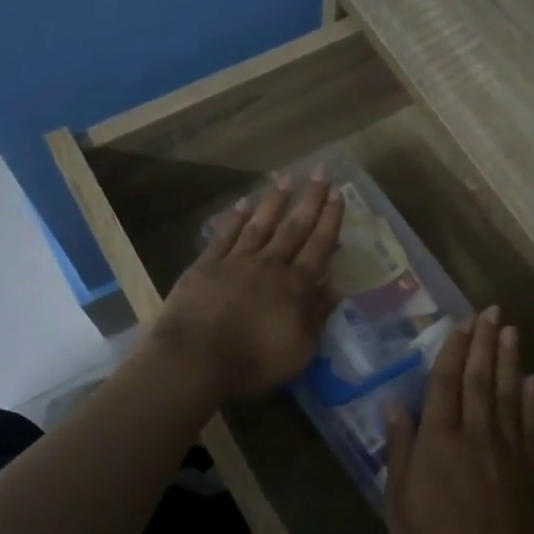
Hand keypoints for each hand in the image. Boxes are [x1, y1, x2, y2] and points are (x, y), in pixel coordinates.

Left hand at [151, 173, 342, 399]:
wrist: (194, 359)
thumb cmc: (253, 362)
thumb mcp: (299, 348)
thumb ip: (318, 315)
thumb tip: (336, 287)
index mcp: (295, 287)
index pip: (318, 248)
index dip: (330, 221)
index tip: (339, 195)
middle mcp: (269, 266)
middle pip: (293, 229)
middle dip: (309, 200)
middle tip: (320, 172)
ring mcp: (235, 263)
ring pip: (260, 226)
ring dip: (274, 203)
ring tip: (284, 179)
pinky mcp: (205, 267)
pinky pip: (225, 237)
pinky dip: (234, 220)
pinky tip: (242, 205)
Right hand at [384, 309, 533, 533]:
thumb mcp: (398, 503)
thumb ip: (399, 450)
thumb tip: (393, 404)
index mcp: (438, 440)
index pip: (445, 382)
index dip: (453, 350)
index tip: (461, 322)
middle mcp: (475, 433)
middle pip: (480, 378)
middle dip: (484, 342)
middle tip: (491, 311)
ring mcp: (507, 449)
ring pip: (508, 392)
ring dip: (510, 359)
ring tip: (512, 330)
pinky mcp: (529, 468)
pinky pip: (530, 424)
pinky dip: (532, 399)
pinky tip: (533, 380)